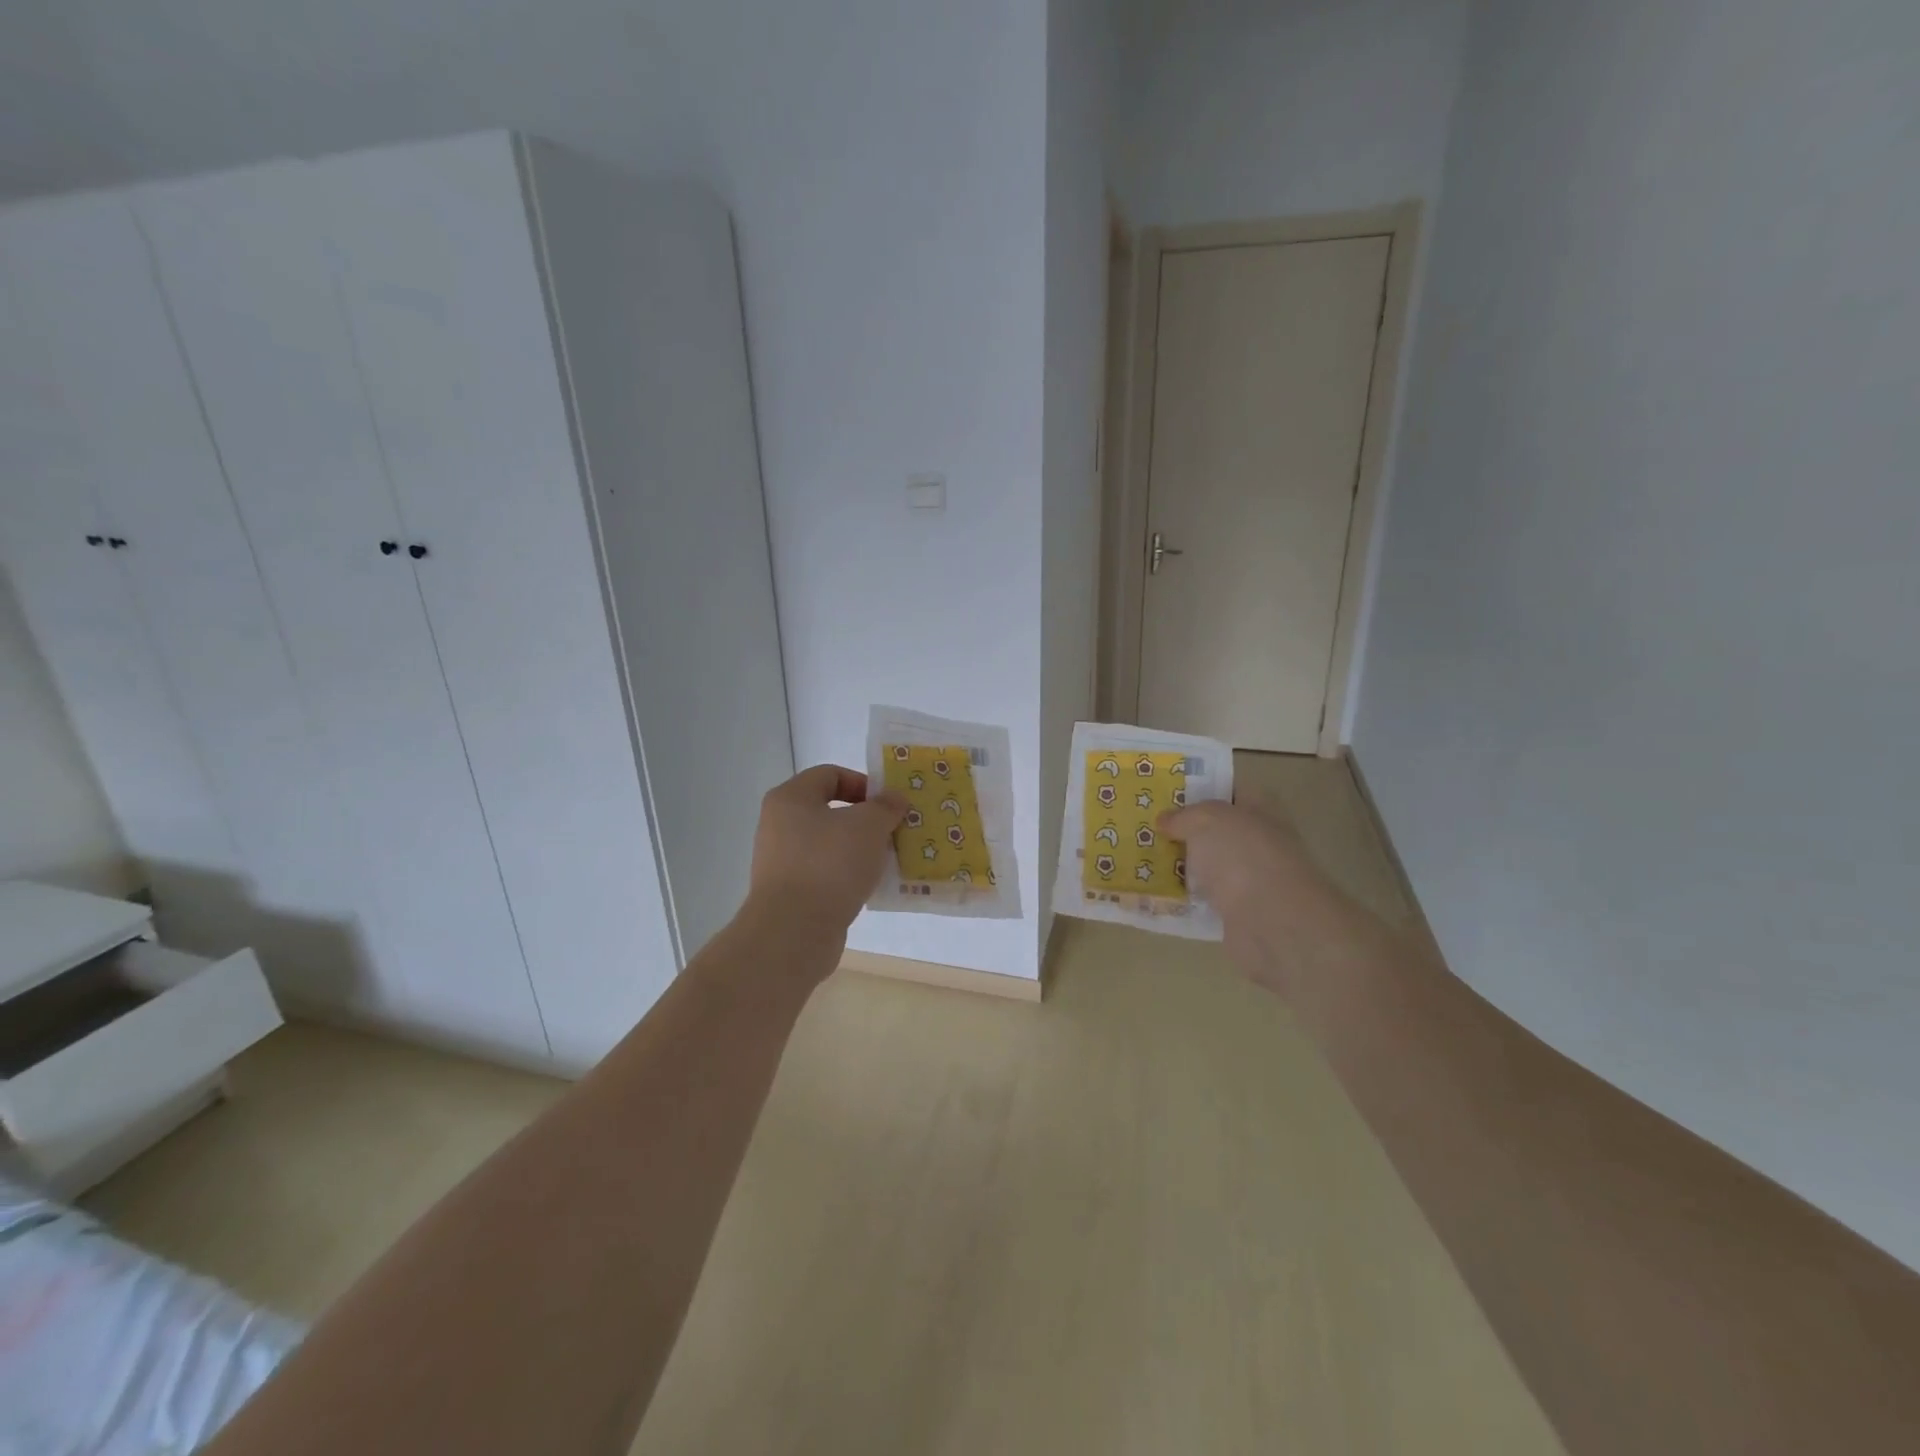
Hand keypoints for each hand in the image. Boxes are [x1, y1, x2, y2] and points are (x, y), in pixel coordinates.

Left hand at [747, 765, 907, 939]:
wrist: (793, 932)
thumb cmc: (829, 865)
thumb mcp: (868, 826)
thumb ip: (885, 806)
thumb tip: (894, 798)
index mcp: (790, 798)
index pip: (830, 774)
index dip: (863, 783)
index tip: (889, 804)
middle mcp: (779, 825)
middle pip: (830, 811)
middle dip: (866, 819)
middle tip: (894, 831)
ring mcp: (781, 861)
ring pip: (829, 844)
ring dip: (860, 849)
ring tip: (887, 860)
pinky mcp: (789, 893)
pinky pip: (825, 873)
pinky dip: (847, 876)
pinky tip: (869, 887)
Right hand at [1157, 798, 1327, 927]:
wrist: (1272, 922)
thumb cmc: (1242, 855)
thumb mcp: (1205, 820)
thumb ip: (1183, 816)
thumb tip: (1165, 820)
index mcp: (1260, 809)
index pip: (1231, 790)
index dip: (1201, 789)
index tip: (1166, 793)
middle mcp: (1259, 841)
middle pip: (1217, 831)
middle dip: (1185, 830)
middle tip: (1147, 827)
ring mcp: (1251, 879)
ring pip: (1209, 866)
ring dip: (1183, 865)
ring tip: (1143, 858)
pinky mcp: (1239, 913)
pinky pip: (1205, 899)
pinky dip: (1185, 898)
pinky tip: (1157, 893)